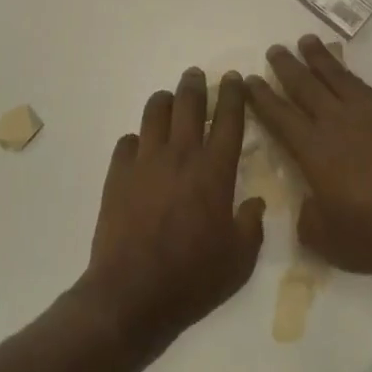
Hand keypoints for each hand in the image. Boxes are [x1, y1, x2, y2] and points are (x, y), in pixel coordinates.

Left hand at [76, 67, 265, 352]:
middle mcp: (180, 155)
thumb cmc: (193, 279)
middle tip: (197, 76)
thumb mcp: (240, 260)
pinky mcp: (117, 175)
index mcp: (214, 171)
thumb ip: (251, 225)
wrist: (132, 295)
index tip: (234, 78)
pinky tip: (141, 148)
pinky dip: (138, 139)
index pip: (228, 119)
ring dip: (164, 101)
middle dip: (194, 84)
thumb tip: (254, 202)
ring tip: (169, 101)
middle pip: (187, 103)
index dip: (232, 94)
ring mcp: (144, 162)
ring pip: (153, 112)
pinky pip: (127, 142)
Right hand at [247, 37, 371, 281]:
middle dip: (286, 67)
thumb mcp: (330, 242)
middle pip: (305, 86)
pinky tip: (345, 72)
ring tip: (306, 42)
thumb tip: (308, 203)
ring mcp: (370, 114)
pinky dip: (349, 73)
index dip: (261, 97)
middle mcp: (338, 123)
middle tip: (274, 50)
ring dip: (318, 58)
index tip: (249, 80)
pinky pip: (364, 85)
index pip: (279, 116)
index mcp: (315, 151)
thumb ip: (309, 219)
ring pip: (336, 77)